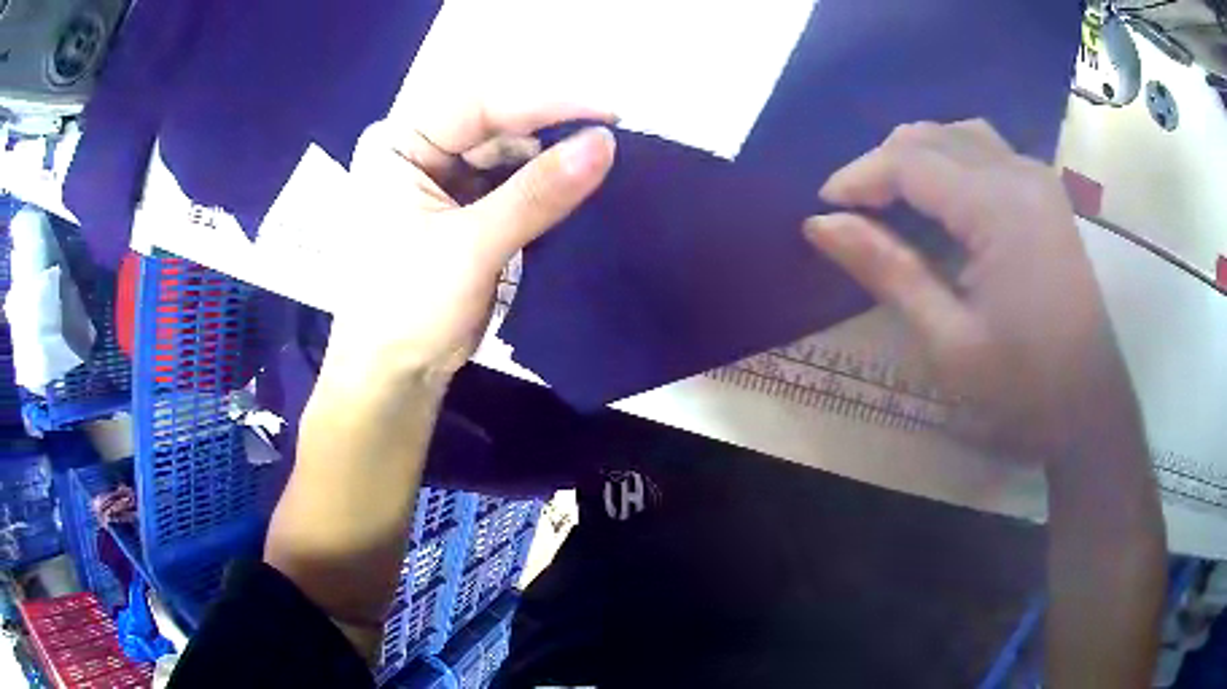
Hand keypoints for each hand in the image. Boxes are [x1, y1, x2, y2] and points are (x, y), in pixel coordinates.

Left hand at [329, 104, 615, 387]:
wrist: (394, 379)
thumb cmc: (408, 309)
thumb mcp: (471, 247)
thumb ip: (537, 194)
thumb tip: (605, 143)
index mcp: (398, 145)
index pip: (478, 104)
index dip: (545, 104)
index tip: (608, 116)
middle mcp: (418, 151)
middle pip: (496, 125)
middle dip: (552, 133)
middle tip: (615, 143)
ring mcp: (441, 181)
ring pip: (508, 155)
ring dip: (552, 162)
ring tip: (606, 165)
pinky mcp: (462, 211)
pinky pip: (510, 186)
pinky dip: (543, 189)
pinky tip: (579, 188)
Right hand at [805, 120, 1141, 461]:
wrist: (1090, 408)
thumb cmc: (1023, 388)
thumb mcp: (948, 341)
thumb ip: (888, 270)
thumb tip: (819, 224)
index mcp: (999, 208)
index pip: (910, 161)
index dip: (859, 176)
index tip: (822, 209)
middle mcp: (1020, 174)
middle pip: (932, 136)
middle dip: (882, 164)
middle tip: (852, 211)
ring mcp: (1038, 180)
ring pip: (958, 134)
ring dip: (916, 157)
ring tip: (891, 201)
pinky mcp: (1046, 194)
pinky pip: (986, 150)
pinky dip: (950, 162)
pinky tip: (940, 200)